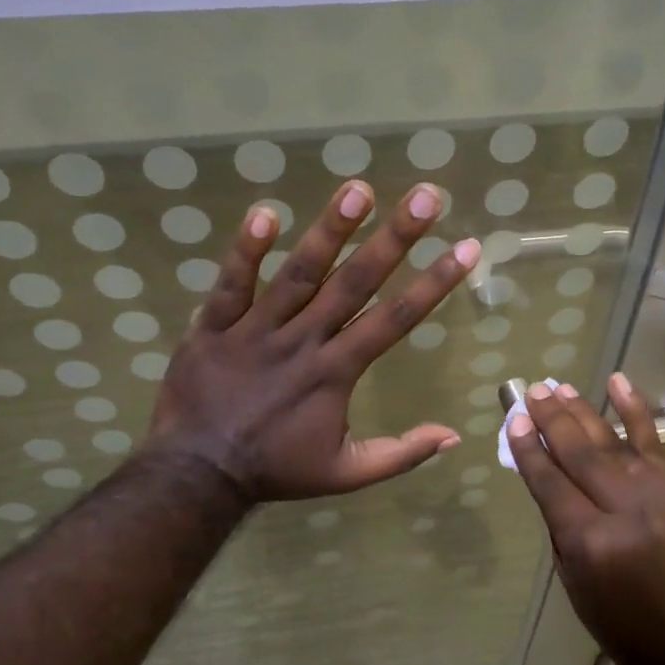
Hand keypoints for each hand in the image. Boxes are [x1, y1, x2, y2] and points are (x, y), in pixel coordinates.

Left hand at [143, 180, 480, 501]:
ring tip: (358, 189)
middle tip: (426, 196)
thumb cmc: (276, 470)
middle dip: (395, 238)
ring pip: (298, 274)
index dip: (434, 283)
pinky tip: (265, 213)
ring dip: (330, 231)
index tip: (466, 248)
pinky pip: (230, 284)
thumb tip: (453, 436)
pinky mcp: (213, 326)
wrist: (197, 474)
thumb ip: (400, 454)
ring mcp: (256, 330)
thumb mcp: (346, 474)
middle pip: (355, 283)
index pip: (395, 319)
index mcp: (336, 372)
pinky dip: (246, 251)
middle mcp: (303, 341)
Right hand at [506, 375, 664, 664]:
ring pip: (609, 440)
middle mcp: (621, 508)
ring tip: (558, 387)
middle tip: (532, 391)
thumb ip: (561, 528)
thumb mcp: (575, 584)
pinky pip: (653, 440)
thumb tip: (549, 478)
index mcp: (588, 541)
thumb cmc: (624, 625)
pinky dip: (634, 409)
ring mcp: (655, 493)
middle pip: (577, 452)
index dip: (528, 448)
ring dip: (581, 410)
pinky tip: (617, 382)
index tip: (513, 420)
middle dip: (550, 419)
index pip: (549, 481)